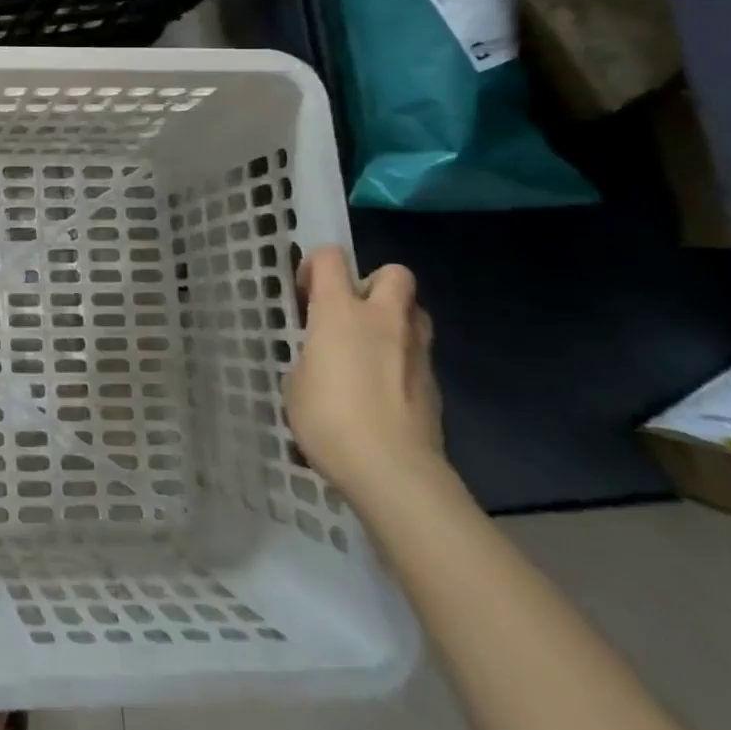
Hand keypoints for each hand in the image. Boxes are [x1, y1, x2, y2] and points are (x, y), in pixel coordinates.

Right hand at [285, 246, 444, 505]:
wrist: (393, 471)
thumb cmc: (329, 418)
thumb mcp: (296, 381)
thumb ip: (311, 356)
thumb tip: (324, 361)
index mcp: (339, 311)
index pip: (331, 258)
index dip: (315, 266)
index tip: (305, 293)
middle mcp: (382, 320)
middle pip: (394, 274)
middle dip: (373, 283)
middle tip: (350, 312)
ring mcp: (416, 351)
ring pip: (415, 312)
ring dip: (395, 319)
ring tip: (370, 347)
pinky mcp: (434, 384)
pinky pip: (419, 354)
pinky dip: (402, 360)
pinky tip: (383, 390)